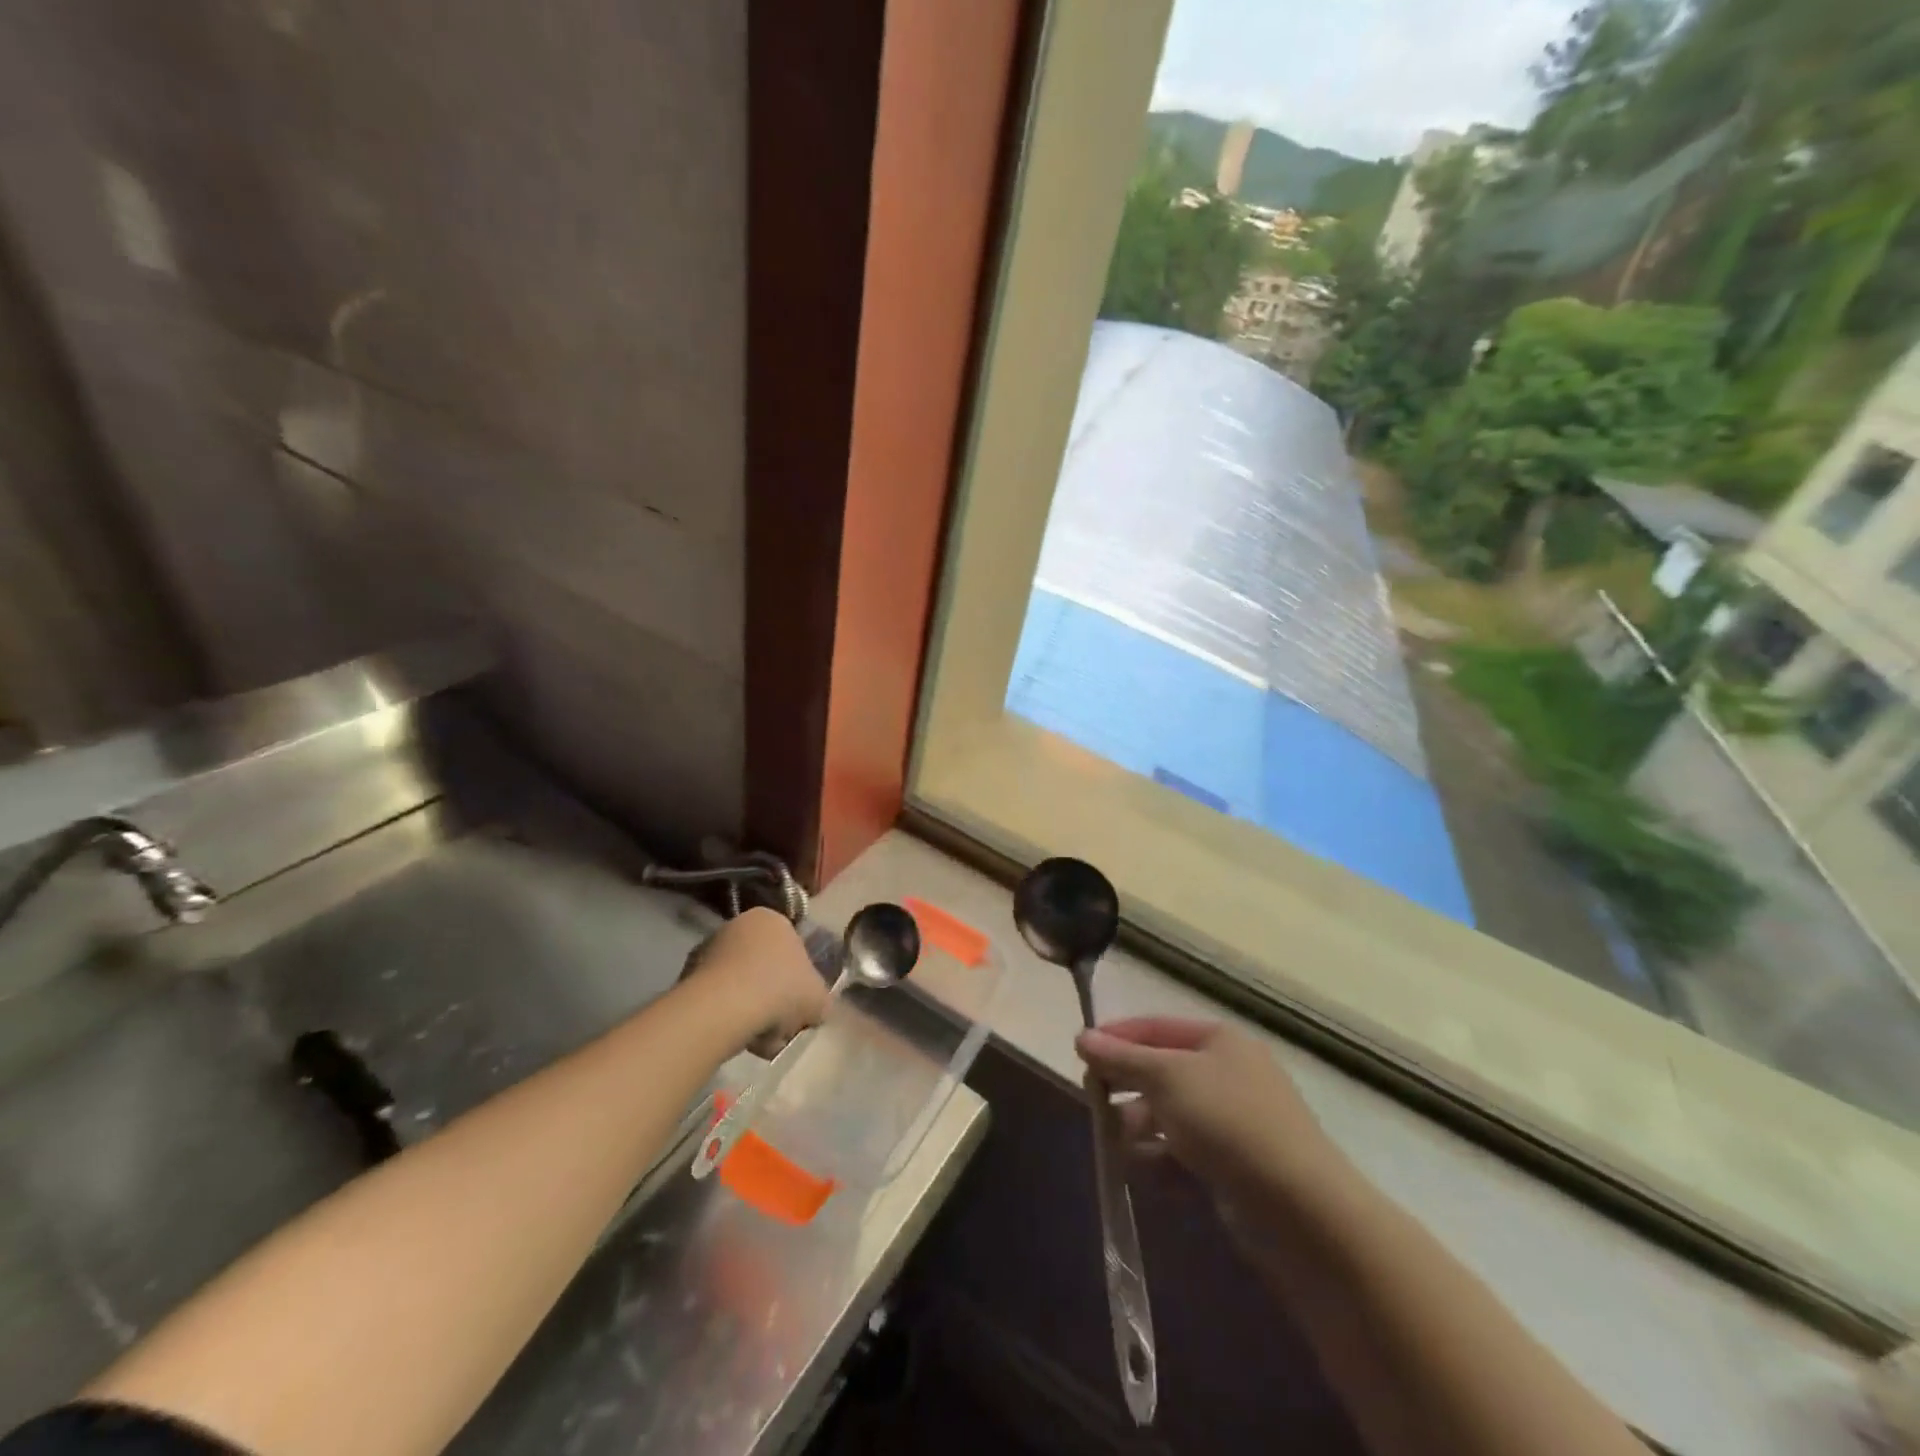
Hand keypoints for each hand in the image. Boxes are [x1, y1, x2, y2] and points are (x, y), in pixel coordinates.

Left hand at [688, 907, 828, 1053]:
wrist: (724, 1009)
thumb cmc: (780, 991)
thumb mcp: (819, 999)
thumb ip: (821, 1001)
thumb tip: (815, 1009)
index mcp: (773, 919)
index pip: (793, 950)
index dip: (798, 982)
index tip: (798, 1008)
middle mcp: (739, 924)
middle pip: (764, 968)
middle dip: (772, 998)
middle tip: (779, 1026)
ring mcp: (709, 948)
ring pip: (740, 986)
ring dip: (750, 1010)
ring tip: (757, 1039)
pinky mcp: (686, 974)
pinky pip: (717, 999)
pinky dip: (726, 1016)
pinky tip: (734, 1037)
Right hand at [1076, 1017, 1341, 1200]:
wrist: (1302, 1211)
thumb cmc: (1229, 1123)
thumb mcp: (1167, 1078)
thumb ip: (1121, 1058)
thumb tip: (1081, 1037)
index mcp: (1218, 1041)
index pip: (1154, 1028)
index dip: (1116, 1038)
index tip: (1079, 1055)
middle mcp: (1227, 1076)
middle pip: (1158, 1075)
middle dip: (1127, 1092)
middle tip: (1097, 1108)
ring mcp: (1233, 1125)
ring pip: (1167, 1120)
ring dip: (1141, 1135)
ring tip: (1127, 1153)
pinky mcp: (1234, 1171)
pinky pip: (1184, 1158)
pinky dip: (1165, 1166)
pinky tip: (1155, 1180)